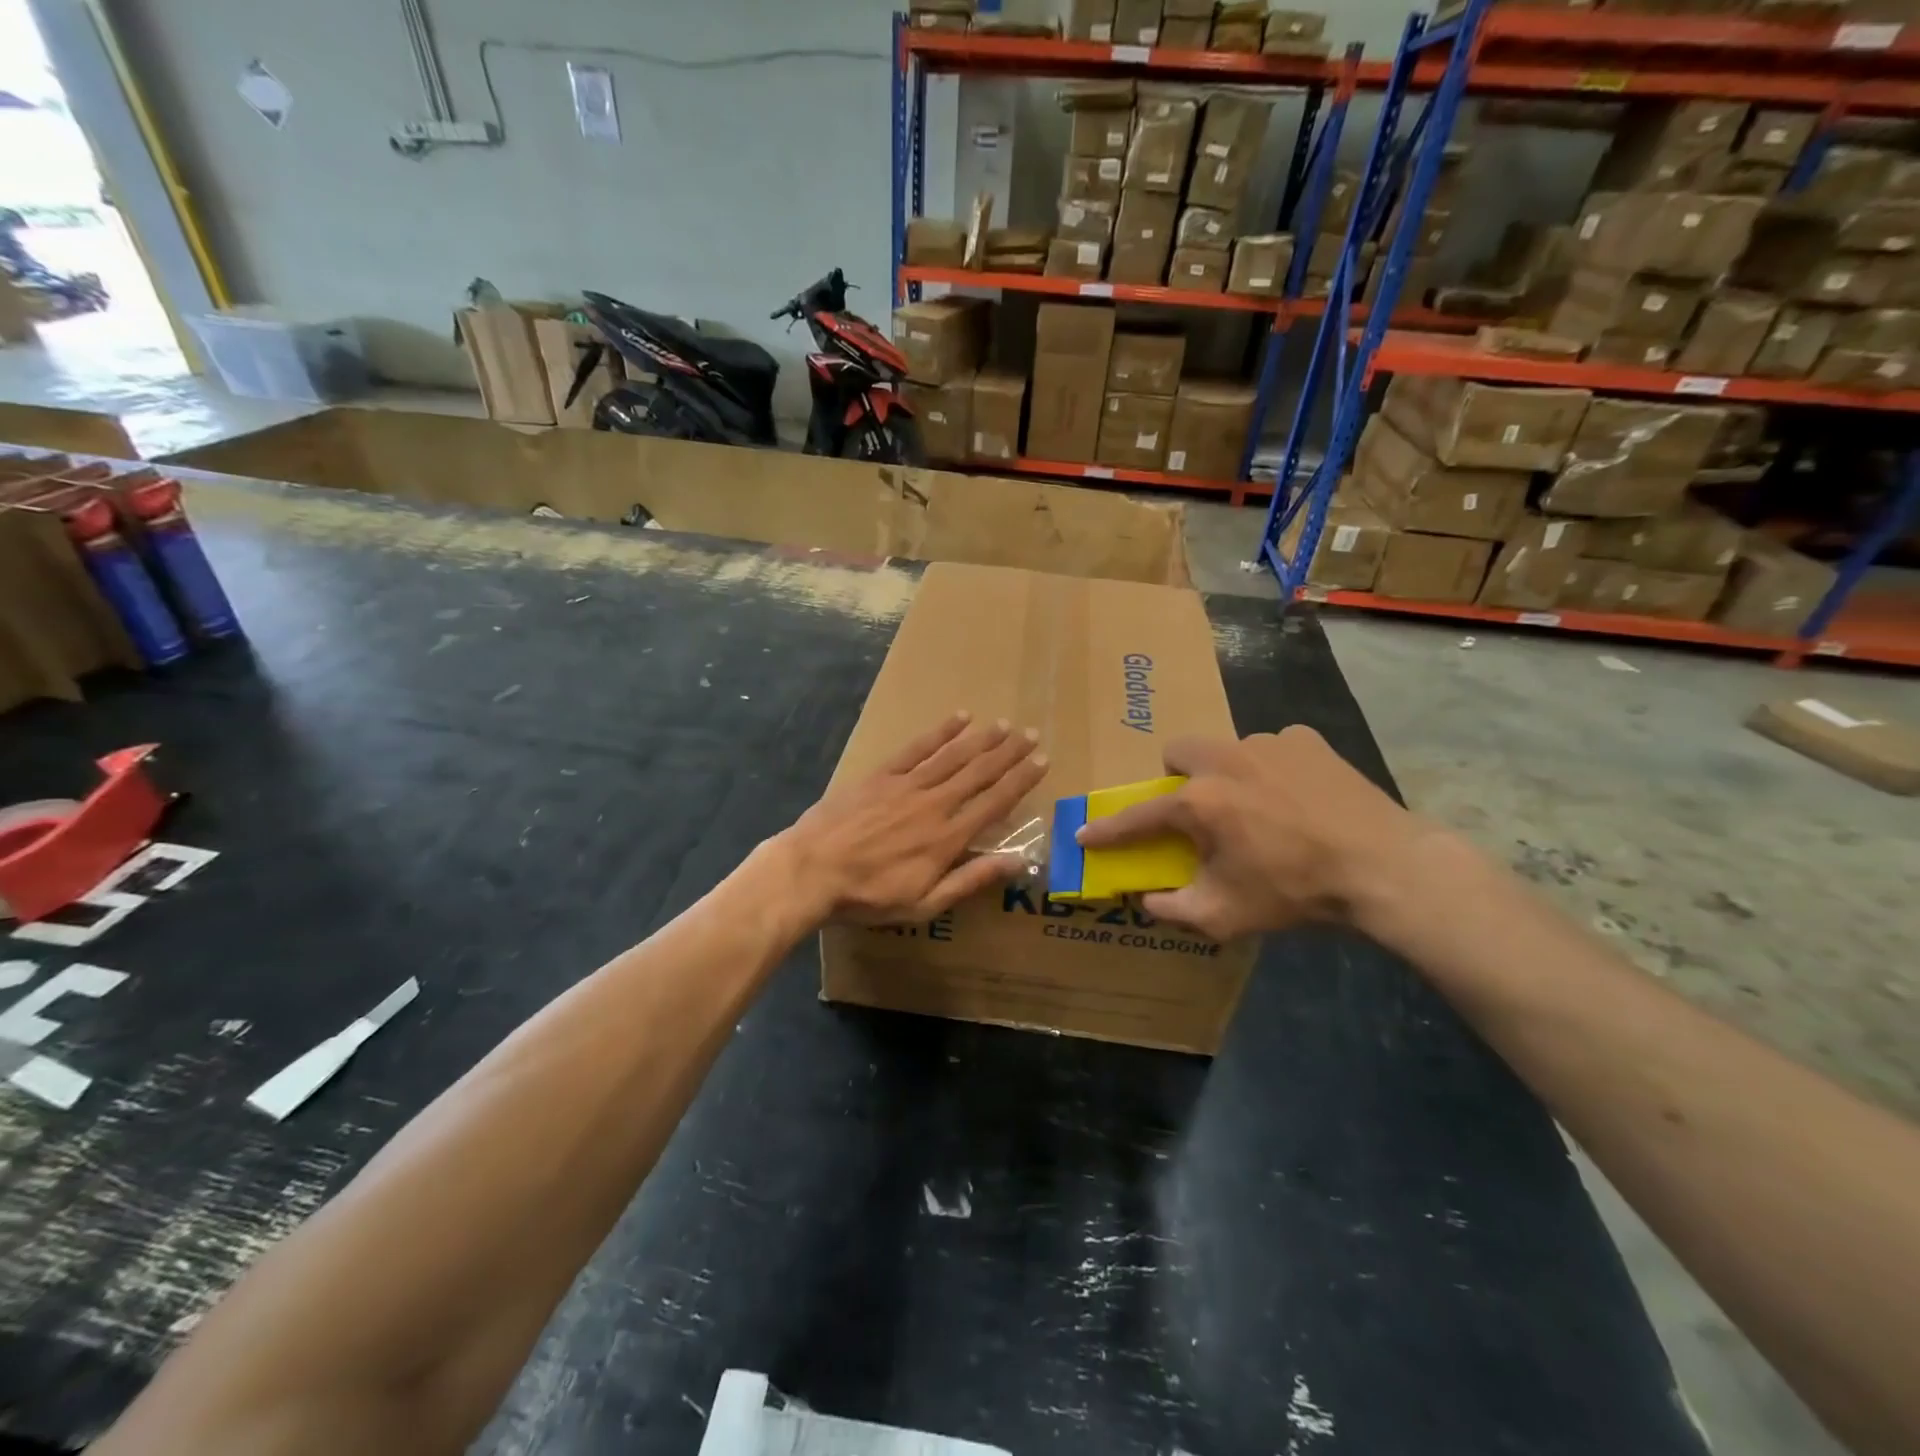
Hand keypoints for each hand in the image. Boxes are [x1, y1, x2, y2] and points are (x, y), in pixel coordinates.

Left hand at [777, 712, 1047, 924]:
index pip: (995, 802)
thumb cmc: (868, 896)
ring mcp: (907, 786)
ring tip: (1004, 725)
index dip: (1021, 780)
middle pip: (979, 773)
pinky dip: (940, 732)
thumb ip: (971, 880)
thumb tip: (1018, 862)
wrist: (811, 871)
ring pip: (953, 756)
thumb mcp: (924, 903)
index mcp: (948, 838)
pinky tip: (958, 718)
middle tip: (1030, 735)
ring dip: (981, 739)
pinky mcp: (881, 775)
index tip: (1042, 761)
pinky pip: (917, 748)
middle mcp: (934, 804)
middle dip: (1008, 753)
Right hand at [1074, 726, 1419, 940]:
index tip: (1084, 833)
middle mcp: (1225, 759)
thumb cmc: (1295, 892)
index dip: (1108, 829)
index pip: (1138, 815)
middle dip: (1177, 778)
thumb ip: (1174, 908)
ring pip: (1227, 749)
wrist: (1384, 867)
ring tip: (1259, 808)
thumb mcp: (1226, 915)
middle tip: (1198, 810)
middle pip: (1178, 752)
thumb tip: (1146, 900)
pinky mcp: (1307, 739)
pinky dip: (1273, 769)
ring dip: (1228, 774)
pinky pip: (1273, 747)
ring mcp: (1268, 742)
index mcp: (1200, 801)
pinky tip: (1298, 797)